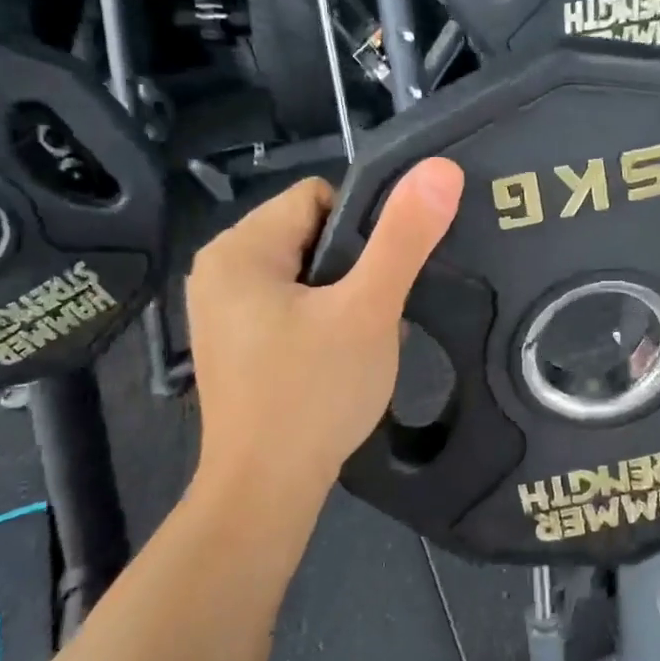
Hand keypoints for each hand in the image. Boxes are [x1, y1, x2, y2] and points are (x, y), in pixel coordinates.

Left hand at [186, 160, 463, 499]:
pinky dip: (321, 320)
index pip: (318, 197)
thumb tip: (440, 168)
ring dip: (342, 296)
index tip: (382, 278)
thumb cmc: (314, 394)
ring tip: (361, 339)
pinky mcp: (234, 341)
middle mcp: (219, 269)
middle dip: (354, 268)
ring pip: (305, 272)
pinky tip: (337, 358)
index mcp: (239, 248)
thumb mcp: (368, 310)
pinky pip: (290, 305)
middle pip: (311, 234)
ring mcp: (222, 309)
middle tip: (375, 315)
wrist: (266, 491)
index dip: (363, 229)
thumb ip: (404, 237)